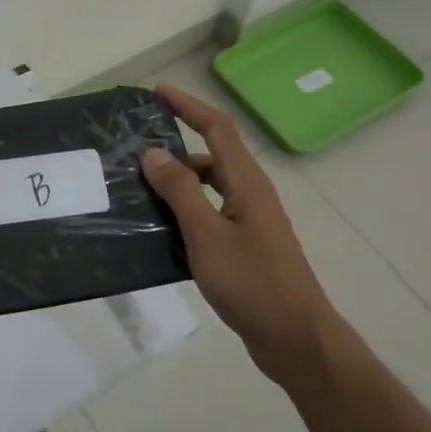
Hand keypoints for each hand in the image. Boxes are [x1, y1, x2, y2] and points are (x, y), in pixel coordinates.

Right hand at [142, 86, 331, 379]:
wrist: (294, 338)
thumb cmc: (251, 282)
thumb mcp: (206, 233)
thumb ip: (180, 190)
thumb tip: (153, 152)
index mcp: (247, 182)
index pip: (217, 127)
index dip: (188, 105)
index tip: (156, 93)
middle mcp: (251, 194)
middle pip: (211, 156)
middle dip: (175, 147)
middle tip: (135, 152)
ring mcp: (250, 222)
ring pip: (209, 189)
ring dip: (178, 184)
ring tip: (139, 191)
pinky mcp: (245, 247)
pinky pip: (209, 215)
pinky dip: (185, 213)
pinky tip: (160, 231)